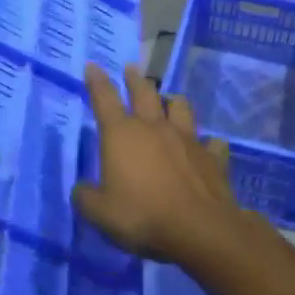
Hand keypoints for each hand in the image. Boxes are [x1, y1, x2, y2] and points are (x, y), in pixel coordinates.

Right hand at [73, 63, 247, 263]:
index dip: (96, 81)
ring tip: (170, 100)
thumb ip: (86, 198)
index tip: (93, 65)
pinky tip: (209, 146)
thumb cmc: (142, 215)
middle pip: (144, 92)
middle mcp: (153, 127)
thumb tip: (82, 190)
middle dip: (135, 79)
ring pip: (180, 107)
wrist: (199, 229)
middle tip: (131, 69)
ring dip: (173, 101)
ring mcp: (186, 139)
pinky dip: (208, 143)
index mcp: (121, 134)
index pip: (104, 98)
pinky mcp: (212, 157)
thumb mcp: (100, 213)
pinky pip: (211, 142)